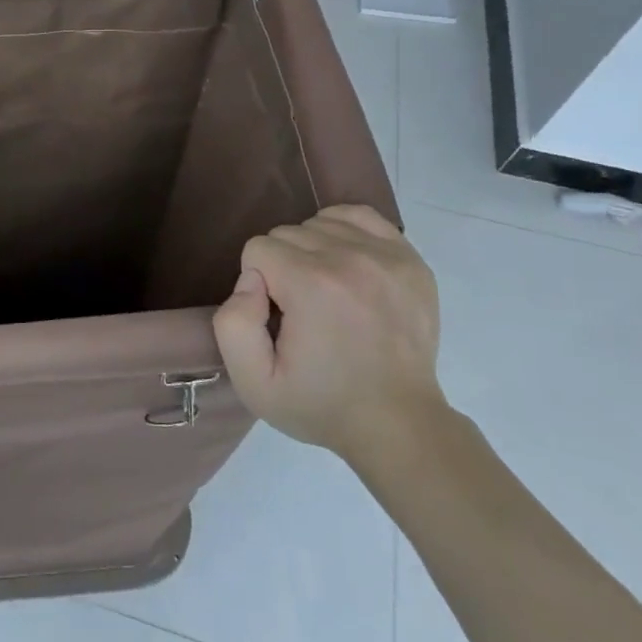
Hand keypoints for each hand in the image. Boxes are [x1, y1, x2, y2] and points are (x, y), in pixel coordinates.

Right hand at [213, 205, 444, 466]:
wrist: (399, 425)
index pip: (257, 248)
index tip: (277, 318)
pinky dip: (343, 232)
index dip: (258, 284)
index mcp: (310, 284)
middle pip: (287, 233)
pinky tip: (345, 265)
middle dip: (283, 267)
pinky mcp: (410, 260)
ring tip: (326, 293)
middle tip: (301, 311)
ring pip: (320, 224)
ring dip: (312, 252)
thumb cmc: (321, 404)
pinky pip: (359, 216)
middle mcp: (349, 258)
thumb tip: (250, 280)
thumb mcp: (254, 382)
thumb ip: (231, 324)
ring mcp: (386, 256)